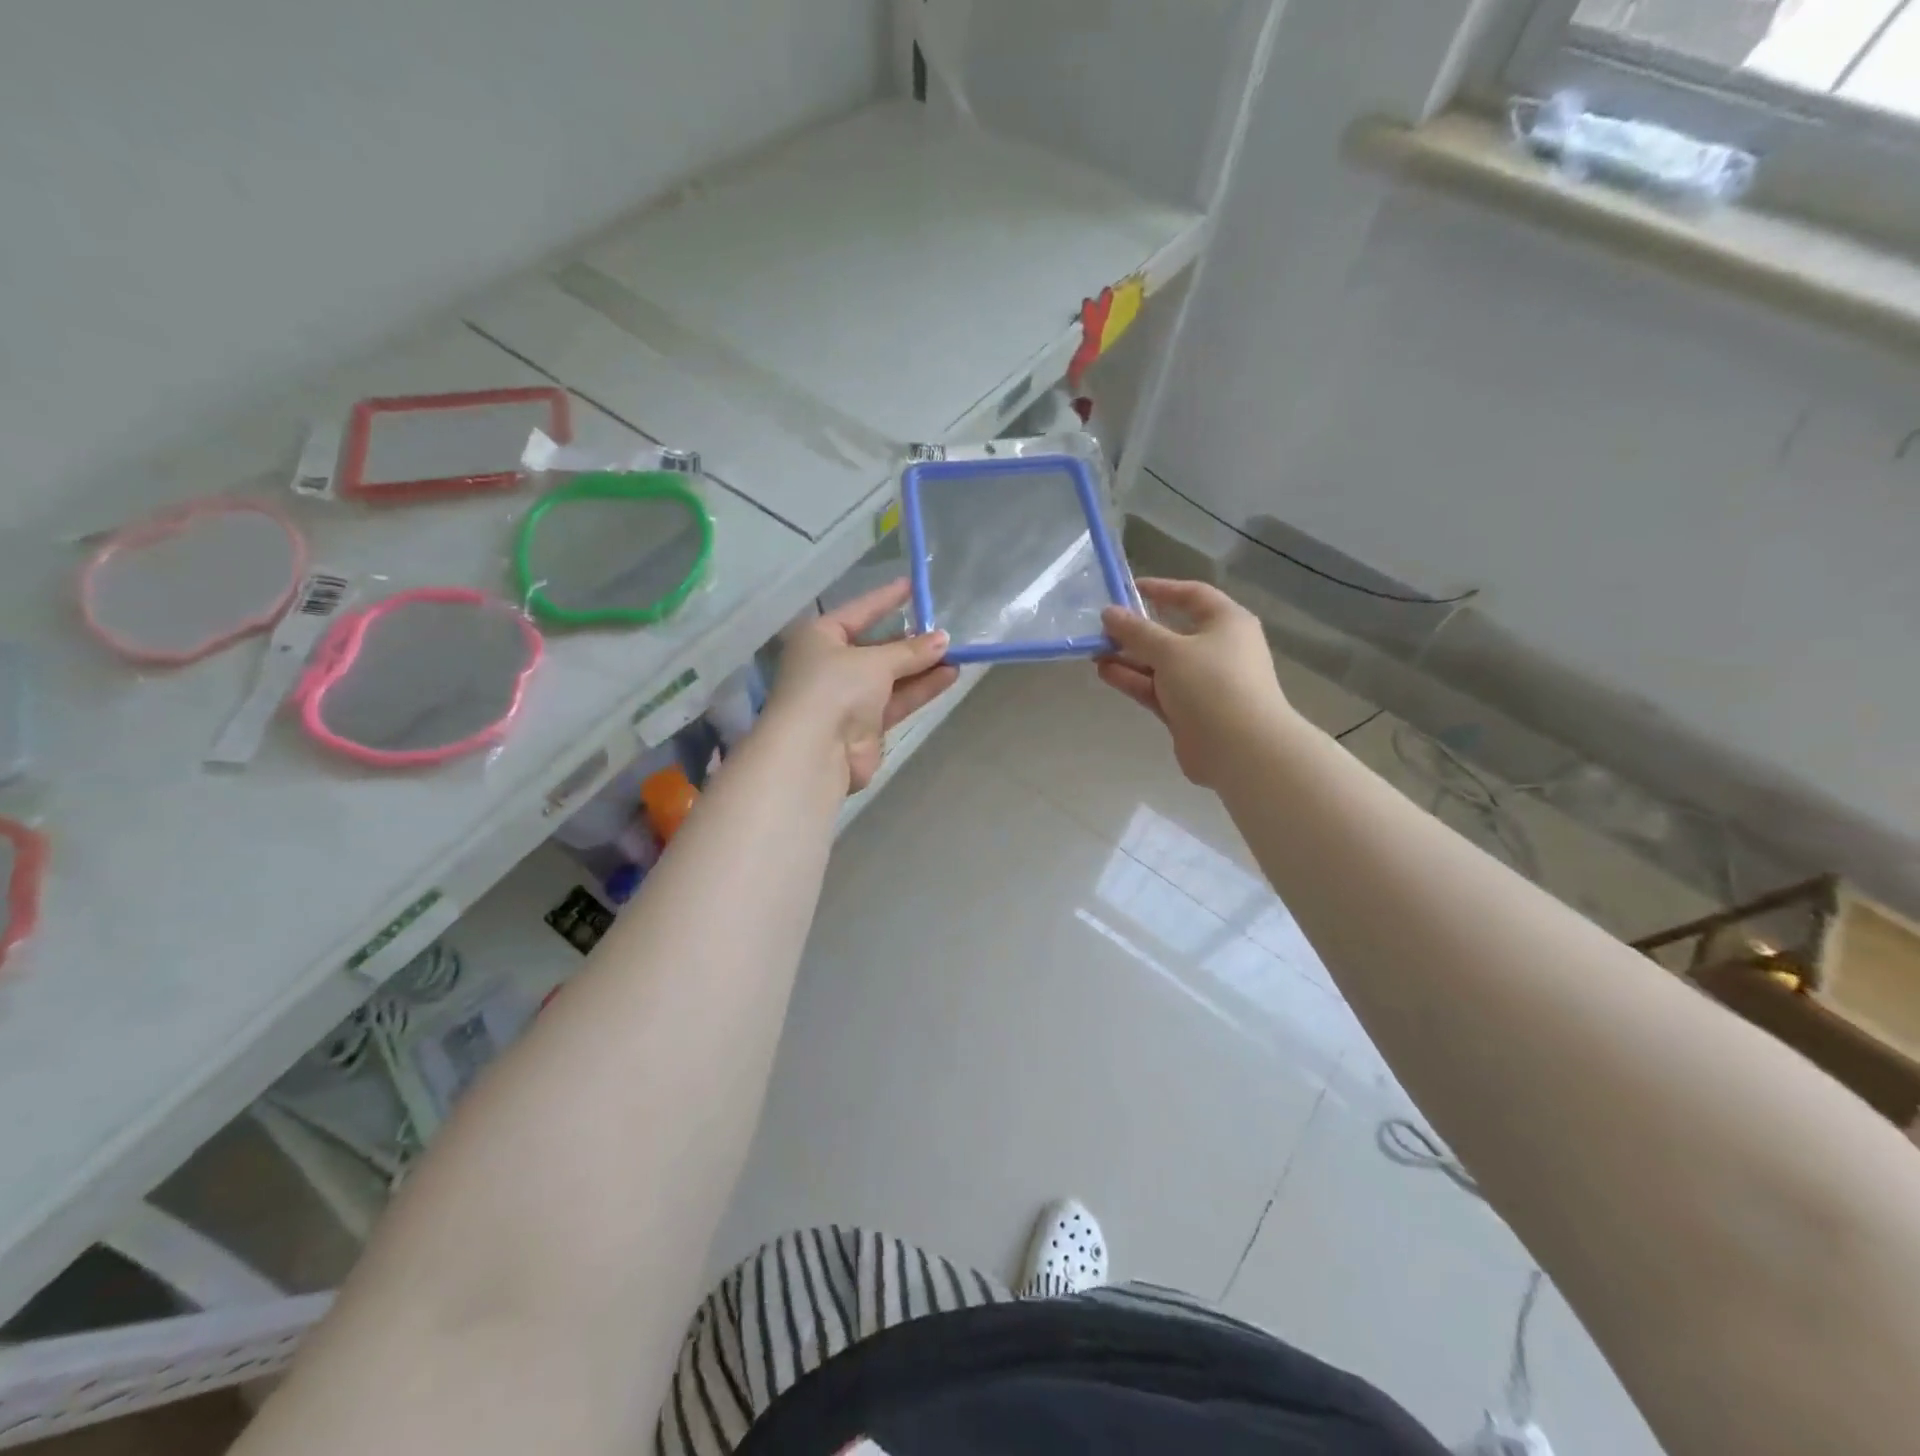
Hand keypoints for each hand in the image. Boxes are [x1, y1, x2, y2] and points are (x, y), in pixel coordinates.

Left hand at [768, 579, 956, 792]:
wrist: (816, 751)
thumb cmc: (835, 687)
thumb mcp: (875, 661)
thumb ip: (911, 651)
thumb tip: (943, 640)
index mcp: (820, 637)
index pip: (859, 611)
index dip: (886, 599)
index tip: (913, 587)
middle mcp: (831, 664)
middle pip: (877, 647)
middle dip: (910, 641)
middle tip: (945, 632)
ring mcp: (847, 697)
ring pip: (891, 676)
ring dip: (921, 666)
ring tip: (956, 654)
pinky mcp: (865, 725)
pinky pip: (897, 700)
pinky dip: (920, 688)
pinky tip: (949, 676)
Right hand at [1097, 578, 1290, 786]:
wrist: (1241, 749)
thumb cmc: (1212, 684)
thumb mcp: (1170, 650)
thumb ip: (1136, 631)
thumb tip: (1109, 613)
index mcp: (1226, 623)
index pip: (1192, 595)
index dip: (1161, 589)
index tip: (1127, 589)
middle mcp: (1217, 649)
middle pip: (1172, 632)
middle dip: (1136, 630)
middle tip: (1101, 628)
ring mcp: (1203, 683)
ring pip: (1160, 664)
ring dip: (1129, 657)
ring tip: (1094, 652)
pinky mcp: (1188, 711)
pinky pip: (1157, 689)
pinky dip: (1134, 680)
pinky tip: (1105, 673)